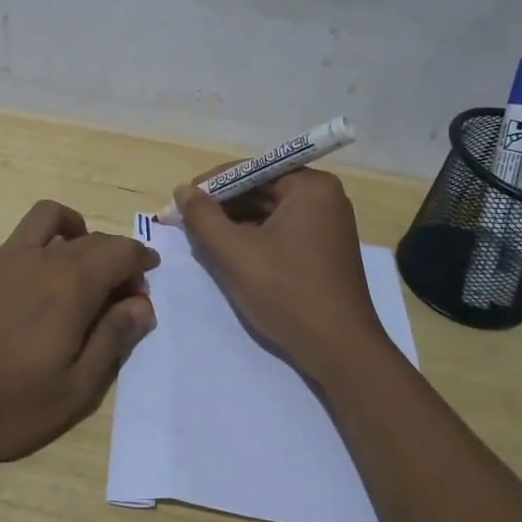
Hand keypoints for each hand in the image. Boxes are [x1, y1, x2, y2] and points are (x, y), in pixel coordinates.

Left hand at [0, 198, 159, 461]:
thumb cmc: (4, 401)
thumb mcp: (74, 390)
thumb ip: (112, 341)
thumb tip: (142, 305)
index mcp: (74, 286)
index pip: (120, 254)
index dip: (139, 261)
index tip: (146, 281)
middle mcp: (42, 260)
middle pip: (88, 239)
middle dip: (112, 253)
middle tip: (118, 285)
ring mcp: (1, 259)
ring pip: (41, 219)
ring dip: (65, 223)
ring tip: (71, 243)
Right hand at [174, 170, 387, 381]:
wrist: (340, 350)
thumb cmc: (288, 294)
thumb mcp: (236, 253)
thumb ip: (204, 217)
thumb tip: (182, 190)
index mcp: (310, 187)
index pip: (251, 171)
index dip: (212, 185)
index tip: (181, 203)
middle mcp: (325, 197)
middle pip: (261, 190)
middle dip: (223, 206)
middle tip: (187, 224)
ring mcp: (328, 223)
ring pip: (269, 212)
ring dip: (236, 224)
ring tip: (203, 241)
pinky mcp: (325, 248)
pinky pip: (282, 231)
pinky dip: (255, 239)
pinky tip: (231, 255)